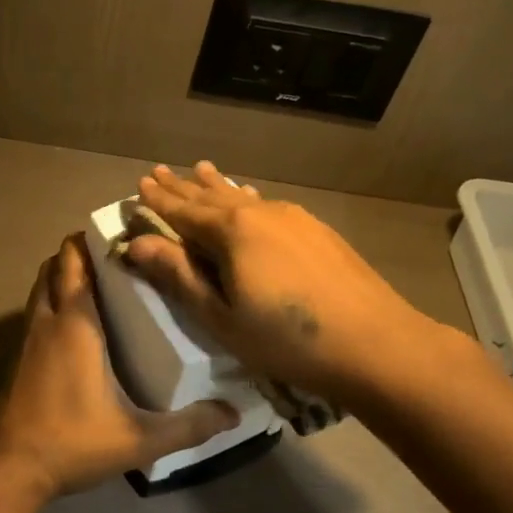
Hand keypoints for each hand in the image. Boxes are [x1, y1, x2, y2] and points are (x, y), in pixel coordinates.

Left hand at [0, 235, 237, 497]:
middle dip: (78, 252)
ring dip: (62, 275)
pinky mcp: (19, 357)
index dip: (92, 240)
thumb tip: (234, 413)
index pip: (76, 262)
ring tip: (100, 282)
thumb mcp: (138, 438)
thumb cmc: (71, 441)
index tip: (122, 234)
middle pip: (55, 266)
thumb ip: (188, 426)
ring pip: (41, 287)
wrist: (8, 467)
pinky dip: (52, 300)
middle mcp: (48, 320)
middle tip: (117, 257)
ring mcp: (28, 338)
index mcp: (75, 324)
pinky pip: (36, 310)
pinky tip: (78, 324)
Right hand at [123, 162, 464, 407]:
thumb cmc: (286, 340)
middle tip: (159, 172)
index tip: (139, 184)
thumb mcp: (221, 316)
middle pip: (211, 197)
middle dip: (182, 187)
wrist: (376, 343)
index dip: (159, 200)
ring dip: (216, 186)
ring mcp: (293, 218)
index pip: (183, 211)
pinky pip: (268, 204)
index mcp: (232, 232)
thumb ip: (179, 276)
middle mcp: (260, 213)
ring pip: (242, 196)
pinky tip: (249, 196)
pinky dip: (246, 198)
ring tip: (199, 169)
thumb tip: (136, 244)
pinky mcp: (317, 230)